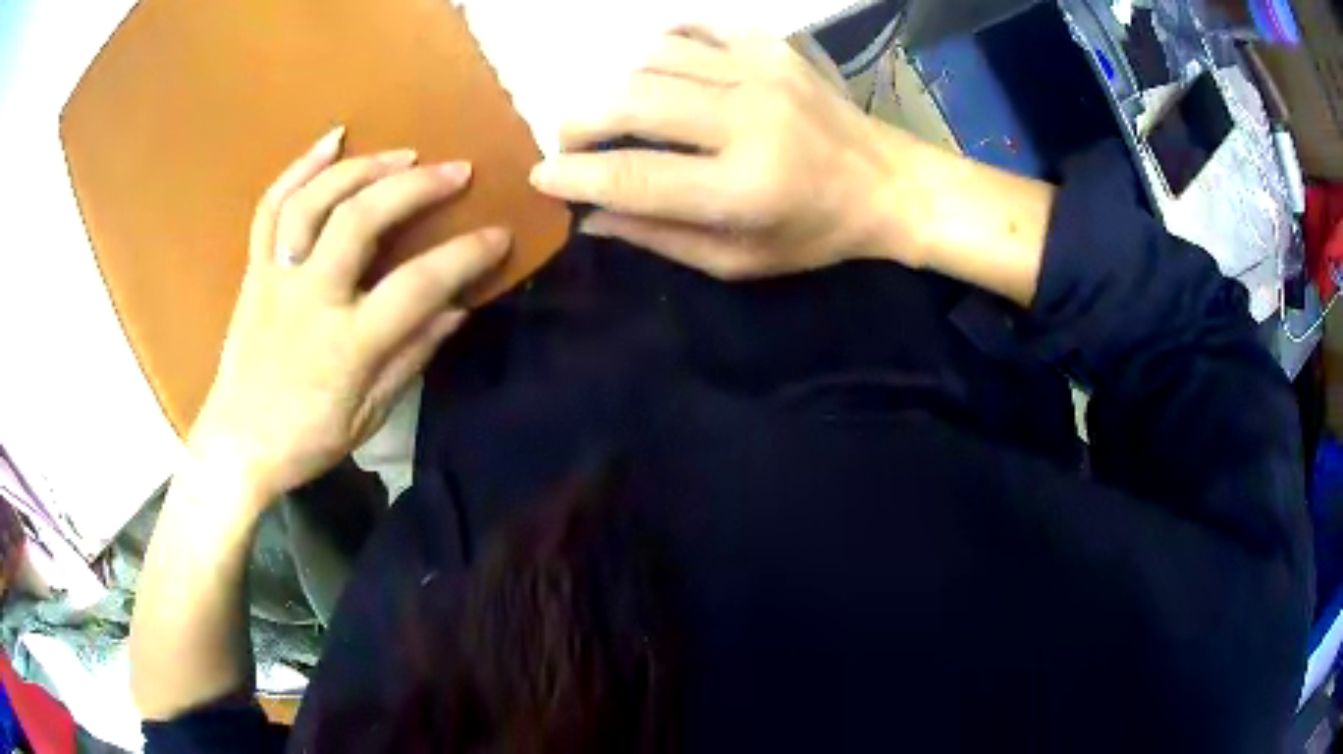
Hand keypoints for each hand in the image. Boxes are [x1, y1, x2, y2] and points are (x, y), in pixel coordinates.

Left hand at [188, 127, 511, 506]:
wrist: (238, 443)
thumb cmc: (306, 438)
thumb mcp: (369, 413)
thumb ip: (411, 356)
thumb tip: (456, 309)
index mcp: (346, 344)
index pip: (417, 286)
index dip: (465, 256)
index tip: (499, 235)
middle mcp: (309, 298)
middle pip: (361, 220)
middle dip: (415, 186)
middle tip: (456, 170)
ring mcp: (277, 277)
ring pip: (314, 202)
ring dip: (362, 167)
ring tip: (403, 154)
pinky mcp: (256, 269)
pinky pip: (271, 207)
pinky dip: (300, 167)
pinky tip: (332, 141)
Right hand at [528, 29, 922, 279]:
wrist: (887, 182)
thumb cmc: (815, 233)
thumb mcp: (740, 260)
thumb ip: (662, 237)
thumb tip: (590, 215)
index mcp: (744, 188)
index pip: (635, 177)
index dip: (575, 176)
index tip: (541, 177)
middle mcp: (748, 120)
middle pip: (632, 100)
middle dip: (579, 121)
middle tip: (569, 141)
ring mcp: (761, 72)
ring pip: (654, 57)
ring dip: (617, 83)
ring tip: (619, 111)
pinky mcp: (771, 48)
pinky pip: (695, 27)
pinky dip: (662, 45)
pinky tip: (660, 68)